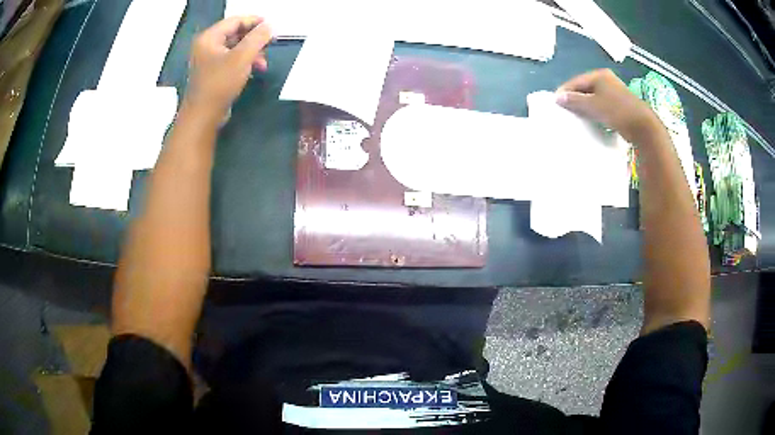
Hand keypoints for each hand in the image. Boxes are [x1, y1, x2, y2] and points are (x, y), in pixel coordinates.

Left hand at [185, 16, 272, 115]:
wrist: (203, 116)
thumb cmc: (220, 84)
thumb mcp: (242, 57)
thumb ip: (257, 38)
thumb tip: (270, 26)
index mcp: (209, 38)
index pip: (235, 21)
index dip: (255, 21)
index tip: (272, 26)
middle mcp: (207, 45)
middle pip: (235, 33)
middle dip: (254, 38)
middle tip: (271, 43)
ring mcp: (208, 59)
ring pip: (235, 47)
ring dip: (252, 51)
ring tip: (264, 62)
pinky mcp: (212, 72)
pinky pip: (231, 59)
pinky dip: (244, 61)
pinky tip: (255, 69)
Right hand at [556, 69, 660, 142]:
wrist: (643, 127)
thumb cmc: (617, 111)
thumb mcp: (593, 105)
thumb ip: (574, 100)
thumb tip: (558, 97)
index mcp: (599, 75)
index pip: (576, 81)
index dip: (565, 91)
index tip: (555, 103)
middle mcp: (607, 80)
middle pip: (585, 88)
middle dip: (575, 98)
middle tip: (565, 111)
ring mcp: (614, 91)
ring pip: (593, 97)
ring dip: (585, 106)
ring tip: (576, 116)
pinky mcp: (620, 104)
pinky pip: (602, 104)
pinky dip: (595, 110)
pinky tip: (591, 119)